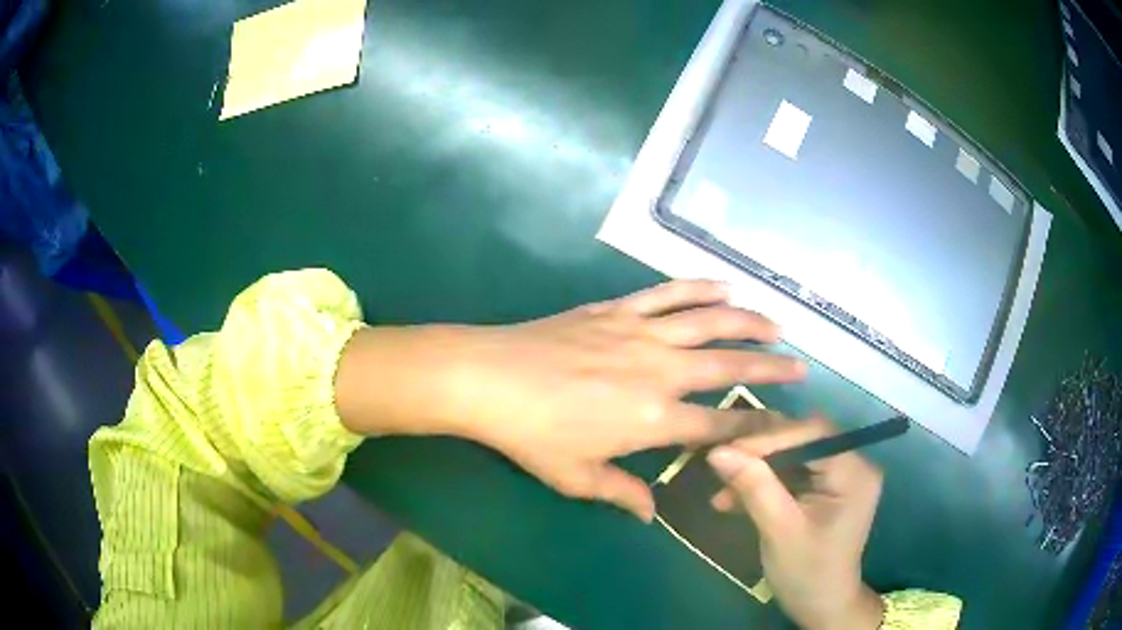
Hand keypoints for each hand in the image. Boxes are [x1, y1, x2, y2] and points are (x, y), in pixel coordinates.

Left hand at [336, 280, 805, 520]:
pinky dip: (699, 287)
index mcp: (654, 419)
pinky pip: (668, 294)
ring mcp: (641, 333)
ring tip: (776, 323)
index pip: (719, 424)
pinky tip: (723, 284)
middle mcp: (660, 371)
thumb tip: (651, 513)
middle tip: (799, 364)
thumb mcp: (577, 477)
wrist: (489, 378)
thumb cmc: (531, 434)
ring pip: (709, 321)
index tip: (785, 423)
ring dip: (747, 320)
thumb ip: (621, 493)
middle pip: (729, 365)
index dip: (756, 426)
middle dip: (770, 366)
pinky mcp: (618, 309)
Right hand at [707, 419, 884, 629]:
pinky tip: (733, 500)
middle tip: (719, 465)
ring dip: (755, 471)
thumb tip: (718, 451)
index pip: (811, 434)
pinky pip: (789, 472)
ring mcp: (838, 474)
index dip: (768, 439)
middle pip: (801, 439)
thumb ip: (754, 488)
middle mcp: (852, 463)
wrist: (820, 605)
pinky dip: (762, 483)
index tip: (724, 451)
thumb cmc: (807, 573)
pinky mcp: (824, 487)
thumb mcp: (779, 532)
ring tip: (721, 491)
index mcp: (854, 471)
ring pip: (790, 454)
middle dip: (758, 454)